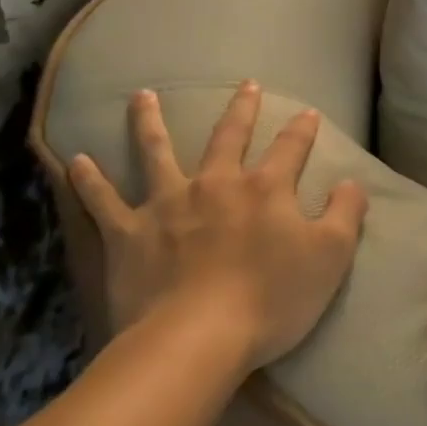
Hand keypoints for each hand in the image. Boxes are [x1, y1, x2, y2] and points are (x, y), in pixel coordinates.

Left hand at [68, 84, 368, 368]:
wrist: (195, 340)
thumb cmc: (270, 299)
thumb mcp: (330, 257)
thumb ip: (345, 213)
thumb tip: (351, 182)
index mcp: (265, 189)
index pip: (291, 147)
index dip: (302, 129)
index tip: (307, 113)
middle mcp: (216, 183)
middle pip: (228, 136)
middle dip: (241, 109)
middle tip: (245, 85)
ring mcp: (168, 204)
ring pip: (157, 151)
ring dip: (149, 122)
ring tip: (142, 96)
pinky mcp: (129, 233)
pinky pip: (103, 201)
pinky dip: (88, 180)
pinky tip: (75, 160)